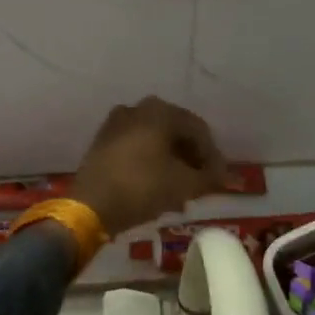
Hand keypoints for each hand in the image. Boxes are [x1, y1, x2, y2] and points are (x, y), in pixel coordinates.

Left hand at [65, 97, 229, 234]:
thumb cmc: (143, 187)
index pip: (198, 130)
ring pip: (155, 140)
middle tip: (201, 182)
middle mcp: (138, 108)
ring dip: (171, 161)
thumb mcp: (184, 185)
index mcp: (160, 111)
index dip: (212, 156)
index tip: (218, 179)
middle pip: (175, 133)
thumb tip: (224, 175)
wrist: (91, 205)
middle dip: (191, 158)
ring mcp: (116, 123)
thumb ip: (209, 177)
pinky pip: (136, 147)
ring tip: (181, 188)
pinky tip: (157, 184)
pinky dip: (151, 162)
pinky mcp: (102, 141)